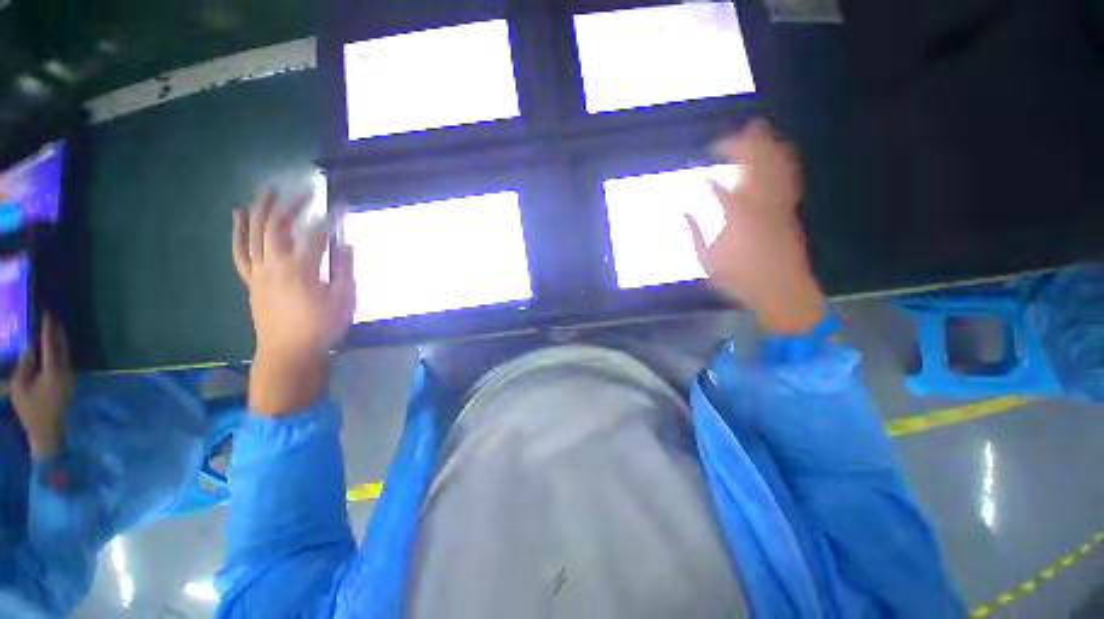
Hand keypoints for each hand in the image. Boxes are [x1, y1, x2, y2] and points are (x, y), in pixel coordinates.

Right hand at [9, 314, 74, 457]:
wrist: (47, 432)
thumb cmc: (30, 410)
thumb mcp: (19, 386)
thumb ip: (24, 364)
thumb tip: (29, 345)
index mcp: (54, 372)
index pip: (52, 344)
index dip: (49, 328)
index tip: (47, 314)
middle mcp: (66, 371)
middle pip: (62, 346)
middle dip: (56, 330)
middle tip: (50, 315)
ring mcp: (70, 376)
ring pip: (65, 352)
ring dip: (59, 339)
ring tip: (51, 326)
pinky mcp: (70, 381)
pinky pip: (65, 360)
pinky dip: (59, 350)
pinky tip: (53, 345)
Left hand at [232, 189, 355, 414]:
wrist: (288, 352)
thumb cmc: (321, 327)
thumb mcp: (343, 300)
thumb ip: (344, 270)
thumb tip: (345, 245)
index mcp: (301, 268)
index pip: (316, 234)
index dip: (329, 219)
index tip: (340, 206)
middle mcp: (275, 263)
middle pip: (279, 226)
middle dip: (292, 205)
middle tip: (305, 191)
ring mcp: (259, 271)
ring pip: (255, 233)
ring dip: (261, 209)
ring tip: (267, 190)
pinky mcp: (251, 280)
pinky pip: (240, 251)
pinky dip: (238, 231)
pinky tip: (239, 215)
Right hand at [686, 119, 825, 334]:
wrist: (781, 290)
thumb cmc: (739, 278)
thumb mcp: (706, 260)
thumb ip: (694, 232)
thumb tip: (683, 210)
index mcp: (735, 217)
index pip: (720, 186)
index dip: (709, 175)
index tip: (698, 169)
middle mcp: (759, 203)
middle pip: (753, 165)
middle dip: (742, 145)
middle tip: (729, 136)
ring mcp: (778, 205)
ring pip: (774, 166)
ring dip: (766, 146)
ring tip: (757, 130)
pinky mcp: (789, 210)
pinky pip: (788, 178)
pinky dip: (783, 162)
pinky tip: (780, 154)